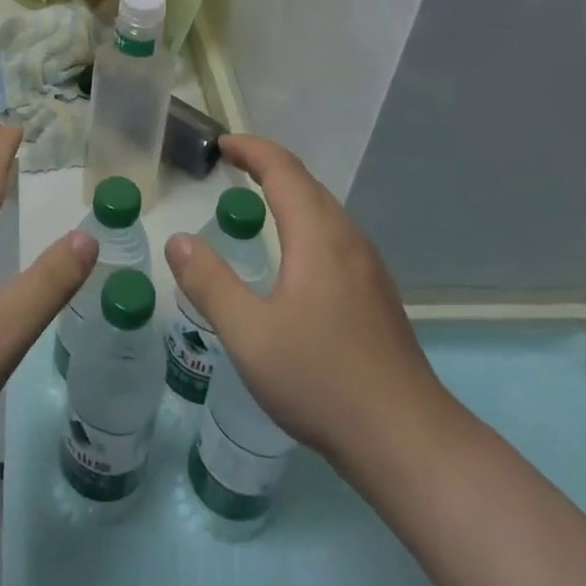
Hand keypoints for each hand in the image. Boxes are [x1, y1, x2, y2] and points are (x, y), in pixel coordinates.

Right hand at [164, 134, 453, 471]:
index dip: (251, 149)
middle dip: (268, 166)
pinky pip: (335, 236)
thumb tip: (178, 240)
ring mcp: (368, 268)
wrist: (407, 441)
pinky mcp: (376, 295)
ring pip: (325, 211)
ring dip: (289, 193)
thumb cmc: (322, 380)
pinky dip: (305, 221)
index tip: (222, 144)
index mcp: (318, 236)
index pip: (283, 170)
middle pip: (307, 184)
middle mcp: (348, 240)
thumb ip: (210, 283)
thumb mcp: (249, 334)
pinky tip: (294, 256)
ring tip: (257, 200)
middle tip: (232, 165)